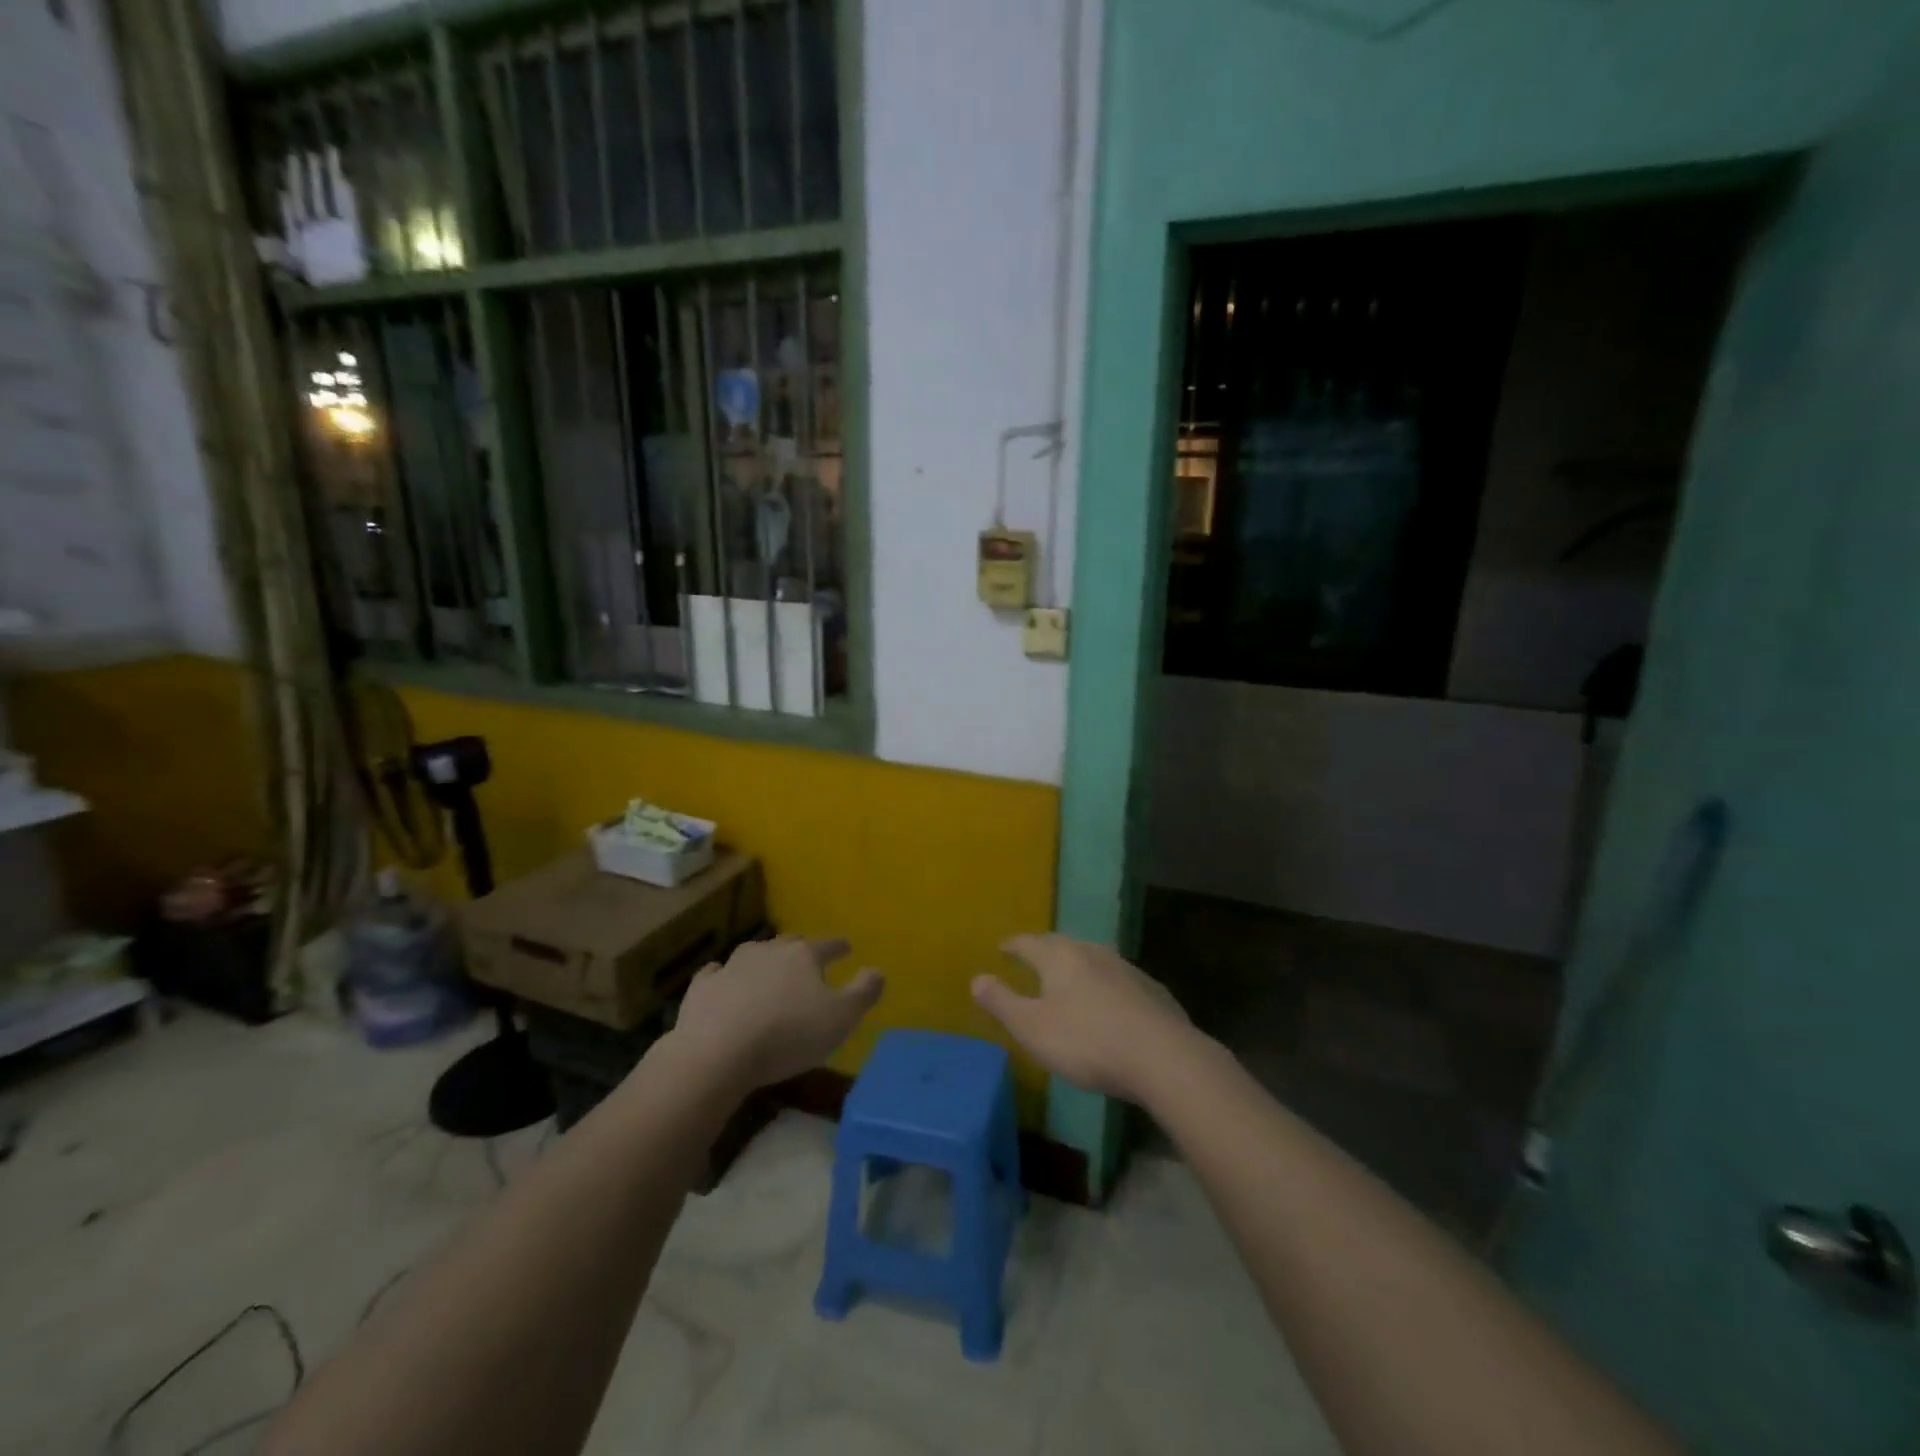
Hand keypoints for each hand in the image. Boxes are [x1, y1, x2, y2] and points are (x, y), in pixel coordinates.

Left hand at [671, 936, 883, 1090]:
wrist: (717, 1052)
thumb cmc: (787, 1035)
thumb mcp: (840, 1019)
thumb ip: (863, 992)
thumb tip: (878, 970)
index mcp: (804, 956)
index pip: (828, 945)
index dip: (839, 947)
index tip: (846, 948)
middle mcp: (769, 951)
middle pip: (790, 944)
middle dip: (801, 950)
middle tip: (807, 960)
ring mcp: (732, 965)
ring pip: (754, 954)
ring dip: (764, 961)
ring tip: (769, 972)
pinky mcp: (703, 986)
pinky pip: (717, 973)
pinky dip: (724, 976)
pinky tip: (723, 980)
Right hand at [971, 934, 1194, 1102]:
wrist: (1161, 1056)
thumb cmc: (1086, 1041)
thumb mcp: (1032, 1028)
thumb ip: (1003, 1003)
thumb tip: (977, 978)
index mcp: (1060, 957)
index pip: (1029, 943)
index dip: (1013, 945)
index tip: (1003, 948)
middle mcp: (1092, 952)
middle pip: (1062, 944)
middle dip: (1044, 950)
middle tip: (1032, 958)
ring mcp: (1125, 968)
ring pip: (1092, 958)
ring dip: (1076, 965)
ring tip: (1067, 978)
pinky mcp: (1150, 989)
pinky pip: (1117, 979)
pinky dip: (1103, 984)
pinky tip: (1107, 1002)